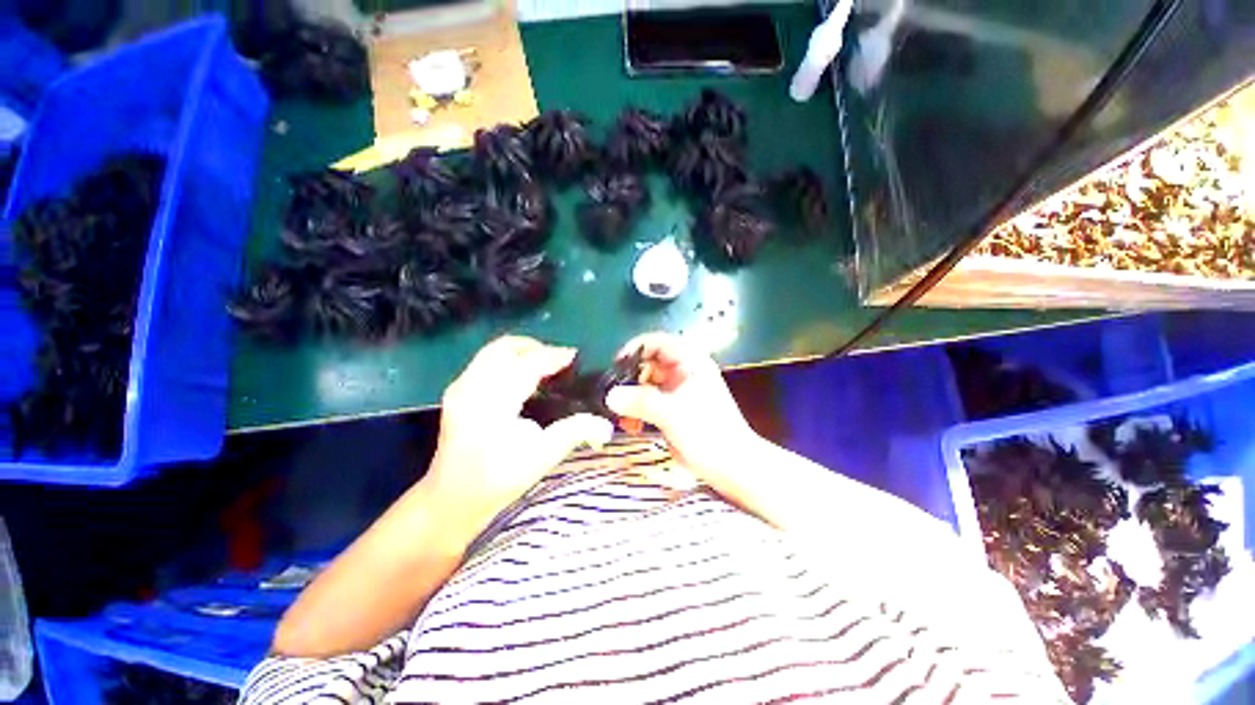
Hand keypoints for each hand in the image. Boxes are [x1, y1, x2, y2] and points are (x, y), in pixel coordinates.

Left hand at [424, 336, 613, 533]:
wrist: (451, 498)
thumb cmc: (498, 479)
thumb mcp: (542, 456)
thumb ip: (575, 432)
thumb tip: (607, 425)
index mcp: (493, 402)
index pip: (527, 364)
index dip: (554, 356)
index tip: (576, 355)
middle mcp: (473, 386)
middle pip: (506, 347)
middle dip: (537, 347)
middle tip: (560, 361)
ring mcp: (461, 386)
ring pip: (495, 351)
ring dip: (523, 352)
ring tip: (545, 367)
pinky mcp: (458, 390)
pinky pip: (487, 361)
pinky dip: (509, 360)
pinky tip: (524, 378)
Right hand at [605, 333, 759, 481]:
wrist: (732, 466)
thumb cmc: (708, 432)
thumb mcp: (672, 413)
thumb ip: (640, 402)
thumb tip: (610, 396)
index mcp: (690, 362)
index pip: (657, 342)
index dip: (635, 349)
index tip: (615, 366)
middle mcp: (683, 372)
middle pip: (648, 364)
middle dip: (630, 379)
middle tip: (614, 397)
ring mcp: (678, 391)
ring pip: (647, 385)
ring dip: (632, 398)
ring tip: (622, 417)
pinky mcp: (673, 409)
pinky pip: (650, 402)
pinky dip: (639, 411)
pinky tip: (632, 426)